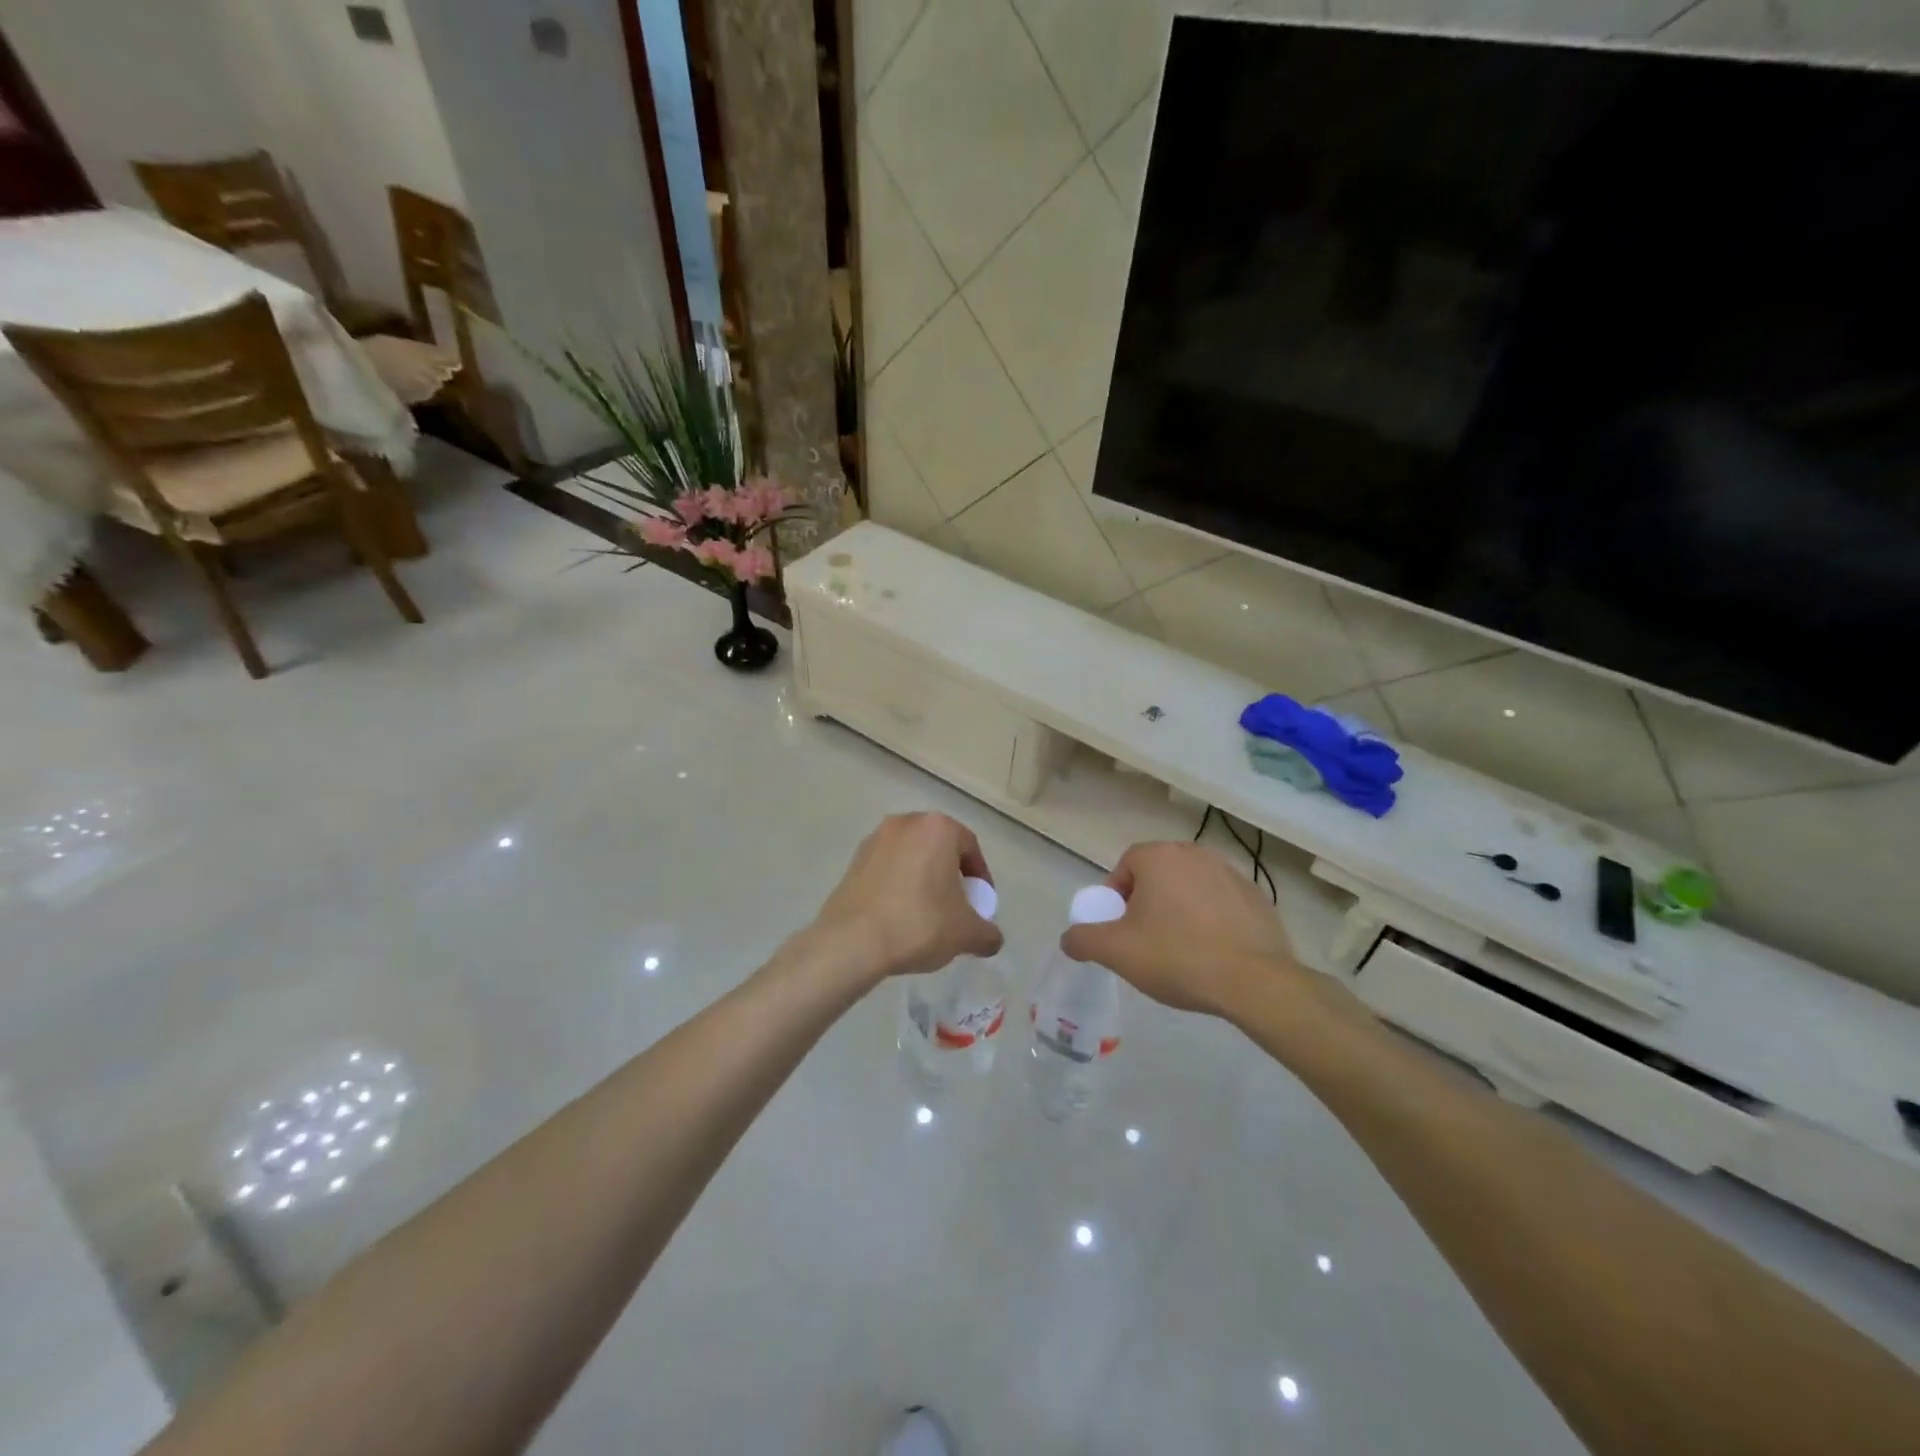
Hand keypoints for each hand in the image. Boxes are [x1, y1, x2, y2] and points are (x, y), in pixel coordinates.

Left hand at [810, 813, 1003, 981]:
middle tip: (956, 906)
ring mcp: (875, 839)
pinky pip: (887, 868)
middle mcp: (906, 823)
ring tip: (927, 913)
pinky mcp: (853, 860)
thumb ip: (987, 933)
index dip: (980, 876)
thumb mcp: (965, 933)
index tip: (980, 903)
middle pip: (939, 847)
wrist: (851, 941)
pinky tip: (899, 915)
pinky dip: (898, 885)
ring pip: (911, 856)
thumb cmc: (918, 924)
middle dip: (951, 875)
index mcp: (938, 828)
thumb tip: (992, 939)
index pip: (970, 847)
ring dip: (923, 879)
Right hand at [1060, 841, 1306, 1019]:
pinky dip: (1212, 920)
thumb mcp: (1116, 951)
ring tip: (1181, 949)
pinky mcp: (1258, 897)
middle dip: (1148, 902)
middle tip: (1145, 940)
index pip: (1126, 865)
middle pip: (1159, 874)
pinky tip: (1213, 952)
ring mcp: (1232, 873)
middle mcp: (1196, 854)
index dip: (1117, 896)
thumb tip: (1069, 938)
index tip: (1120, 928)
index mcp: (1160, 857)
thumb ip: (1083, 939)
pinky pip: (1221, 903)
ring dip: (1180, 910)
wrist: (1254, 981)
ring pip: (1190, 888)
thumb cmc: (1177, 956)